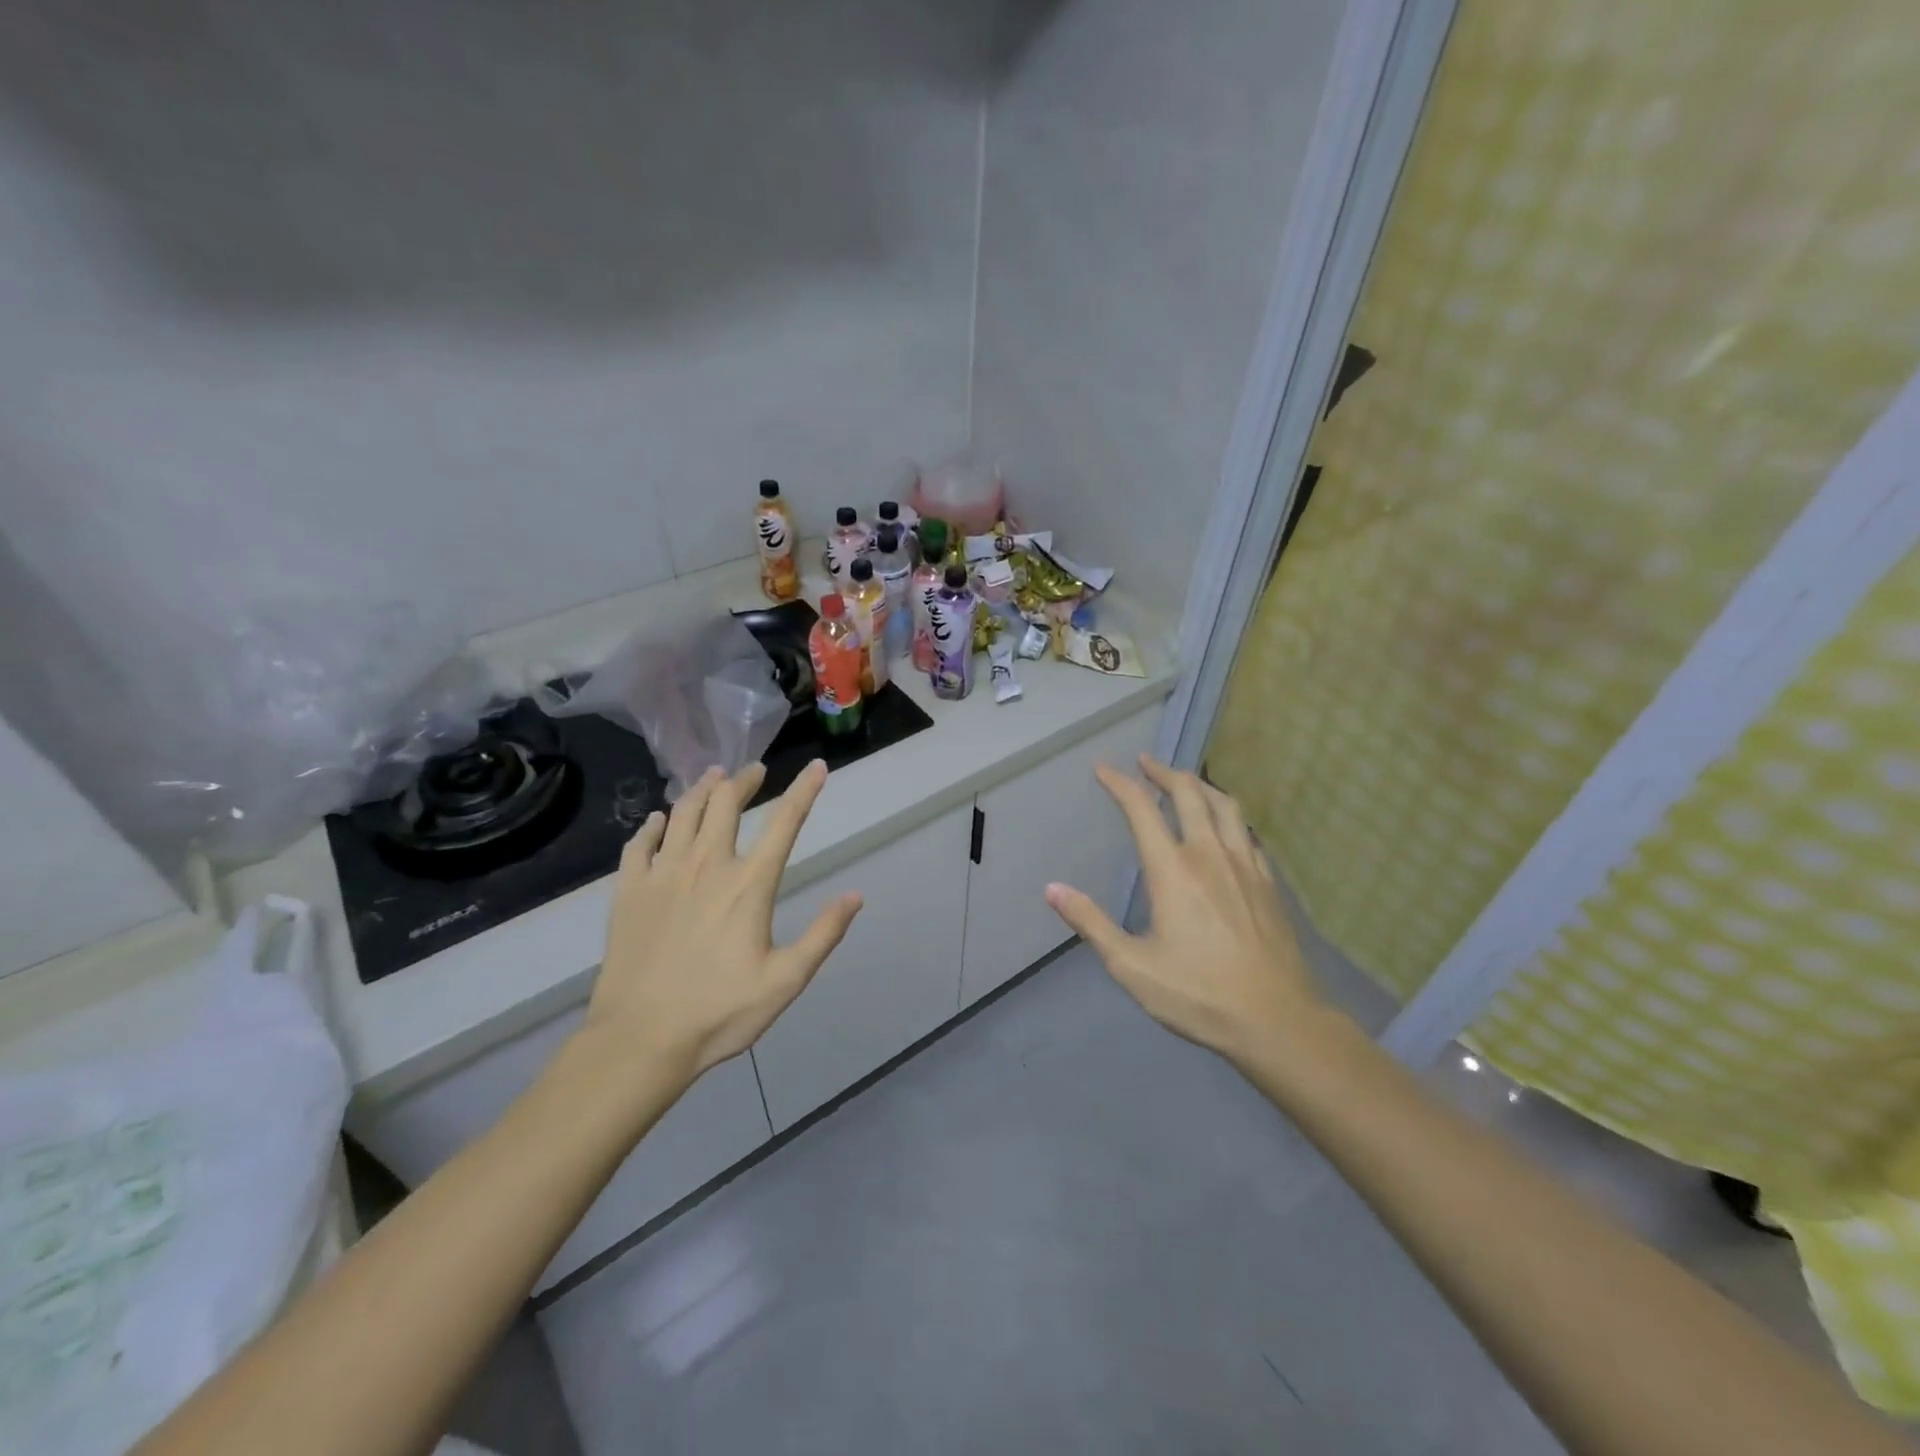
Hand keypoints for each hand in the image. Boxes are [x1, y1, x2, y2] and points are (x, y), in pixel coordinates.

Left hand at [586, 760, 861, 1082]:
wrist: (639, 1040)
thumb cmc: (719, 1013)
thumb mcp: (786, 981)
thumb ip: (823, 934)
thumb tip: (856, 895)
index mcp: (748, 884)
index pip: (785, 822)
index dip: (804, 790)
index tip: (816, 767)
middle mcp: (706, 865)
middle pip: (725, 803)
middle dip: (744, 780)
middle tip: (753, 771)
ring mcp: (662, 874)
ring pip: (682, 812)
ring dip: (701, 789)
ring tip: (713, 778)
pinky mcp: (629, 890)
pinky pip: (640, 843)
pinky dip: (653, 825)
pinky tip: (659, 821)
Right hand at [1044, 755, 1331, 1069]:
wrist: (1278, 1020)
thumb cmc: (1198, 994)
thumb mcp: (1132, 966)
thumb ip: (1091, 923)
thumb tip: (1052, 889)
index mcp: (1173, 870)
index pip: (1141, 809)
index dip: (1120, 783)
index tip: (1103, 768)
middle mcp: (1210, 854)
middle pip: (1188, 793)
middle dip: (1163, 772)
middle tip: (1145, 762)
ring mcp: (1245, 865)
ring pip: (1225, 805)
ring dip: (1199, 785)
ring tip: (1184, 781)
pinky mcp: (1268, 881)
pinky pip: (1246, 831)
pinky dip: (1227, 814)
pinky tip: (1224, 827)